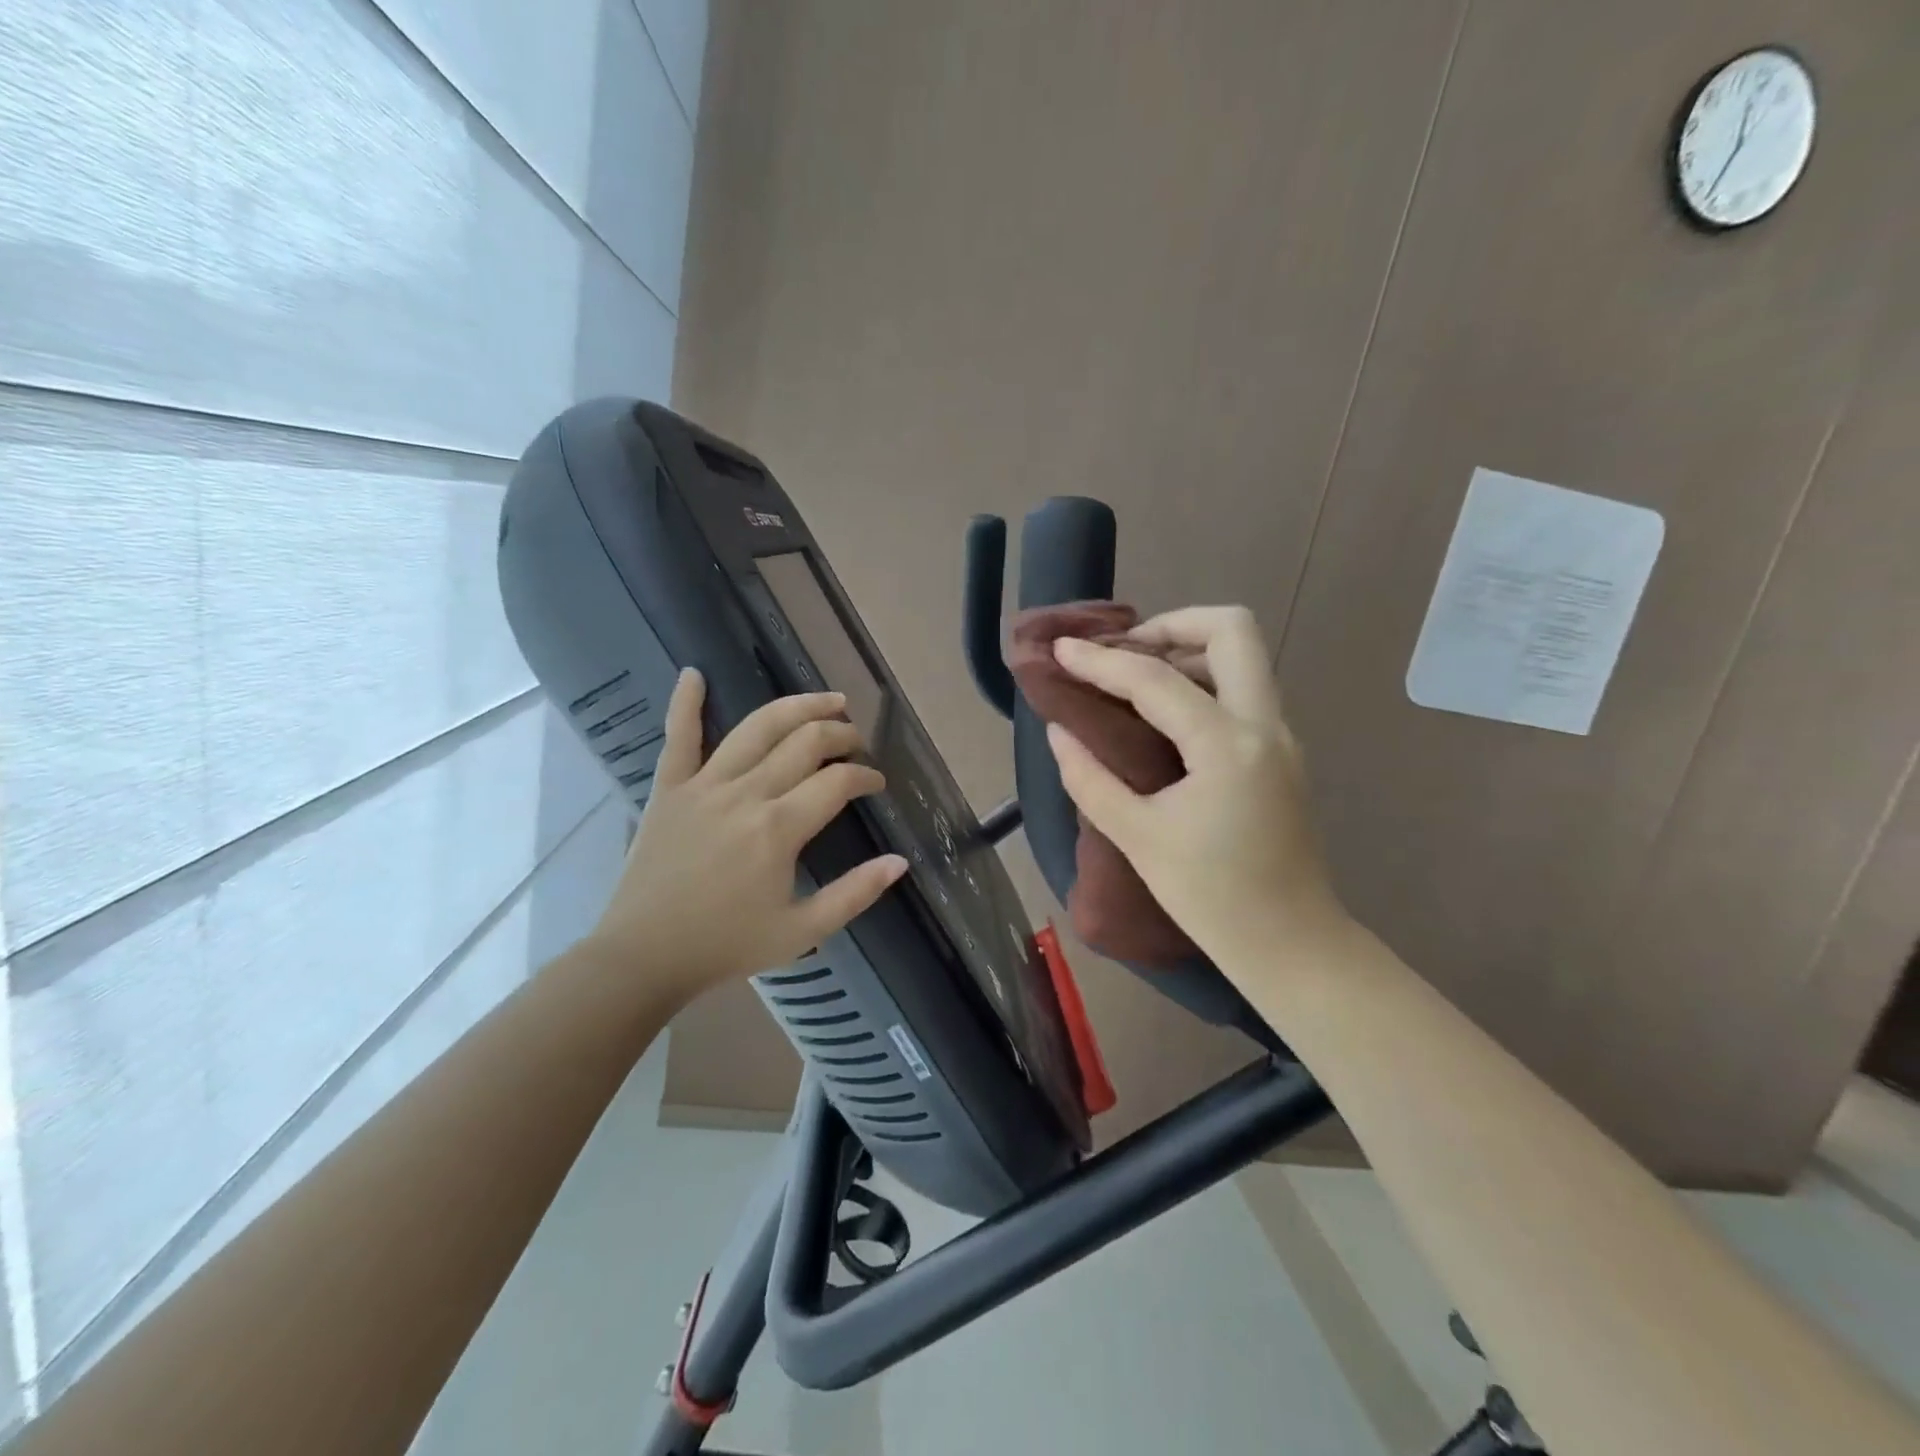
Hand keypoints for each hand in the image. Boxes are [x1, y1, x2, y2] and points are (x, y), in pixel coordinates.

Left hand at [588, 669, 906, 1001]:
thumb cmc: (726, 945)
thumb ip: (855, 894)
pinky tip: (693, 673)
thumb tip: (900, 861)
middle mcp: (746, 794)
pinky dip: (685, 703)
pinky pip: (678, 737)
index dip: (865, 776)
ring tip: (827, 700)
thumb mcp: (802, 930)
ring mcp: (704, 785)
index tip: (876, 784)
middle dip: (841, 735)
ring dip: (797, 707)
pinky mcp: (669, 789)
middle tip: (857, 741)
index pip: (837, 783)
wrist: (644, 956)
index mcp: (779, 828)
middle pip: (805, 743)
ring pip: (757, 728)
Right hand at [1046, 606, 1345, 964]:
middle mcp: (1265, 725)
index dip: (1101, 661)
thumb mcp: (1137, 837)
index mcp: (1228, 746)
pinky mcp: (1281, 753)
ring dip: (1190, 649)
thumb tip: (1060, 731)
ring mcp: (1281, 737)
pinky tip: (1164, 715)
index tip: (1062, 649)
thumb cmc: (1211, 898)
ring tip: (1136, 679)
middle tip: (1125, 652)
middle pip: (1232, 629)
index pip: (1156, 680)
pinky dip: (1204, 680)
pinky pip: (1245, 690)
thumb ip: (1091, 778)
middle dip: (1172, 624)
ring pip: (1244, 656)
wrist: (1291, 944)